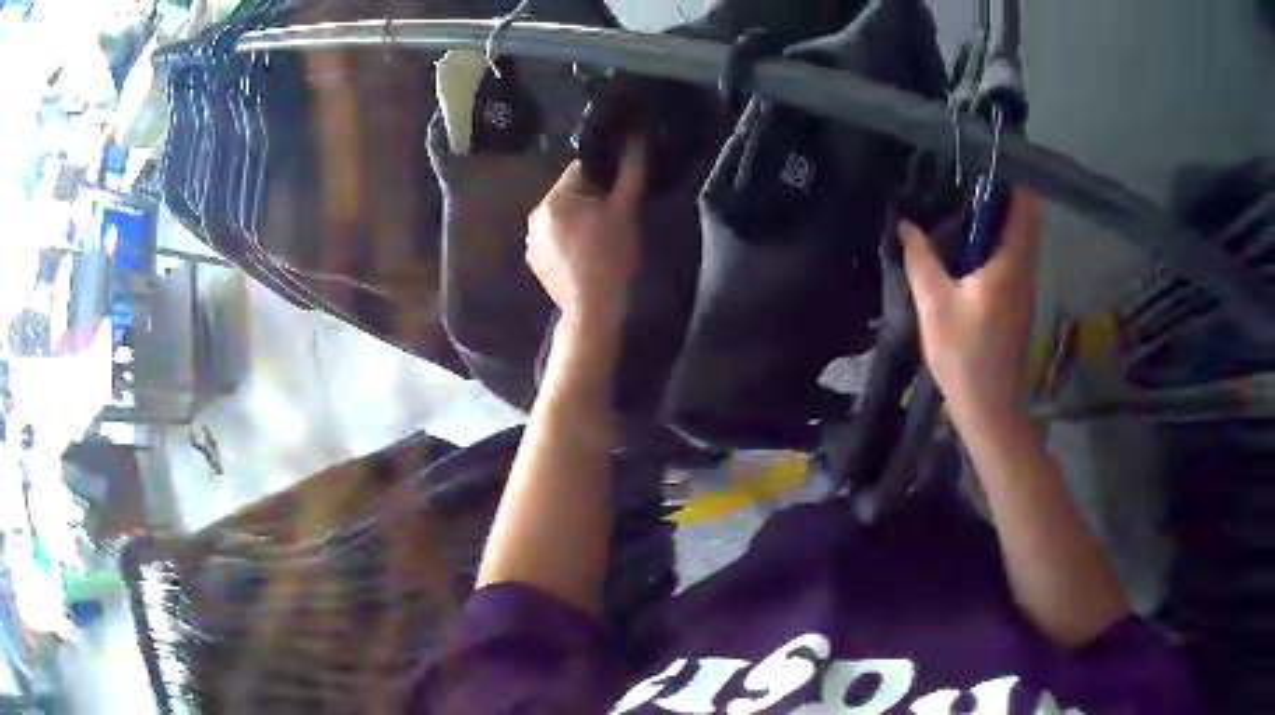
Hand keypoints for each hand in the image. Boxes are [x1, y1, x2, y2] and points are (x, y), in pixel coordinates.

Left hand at [526, 138, 645, 331]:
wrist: (593, 311)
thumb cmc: (611, 258)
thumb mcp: (624, 211)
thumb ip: (630, 171)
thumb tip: (635, 137)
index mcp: (552, 200)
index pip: (580, 170)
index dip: (605, 177)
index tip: (619, 194)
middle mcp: (534, 216)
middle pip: (569, 193)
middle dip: (591, 199)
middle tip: (613, 219)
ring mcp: (531, 241)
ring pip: (562, 217)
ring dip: (579, 219)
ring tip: (601, 240)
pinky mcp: (535, 261)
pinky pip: (554, 237)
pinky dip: (568, 239)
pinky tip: (586, 256)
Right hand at [900, 189, 1043, 420]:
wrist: (988, 406)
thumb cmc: (964, 355)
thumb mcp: (935, 304)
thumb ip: (920, 259)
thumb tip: (906, 225)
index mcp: (1010, 262)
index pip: (1025, 204)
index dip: (1012, 176)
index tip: (984, 160)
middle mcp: (1025, 268)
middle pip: (1024, 216)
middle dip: (1000, 193)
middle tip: (964, 179)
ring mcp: (1025, 286)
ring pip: (1019, 237)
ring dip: (997, 218)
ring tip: (960, 205)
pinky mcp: (1018, 301)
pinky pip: (1012, 256)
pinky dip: (996, 241)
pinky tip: (966, 247)